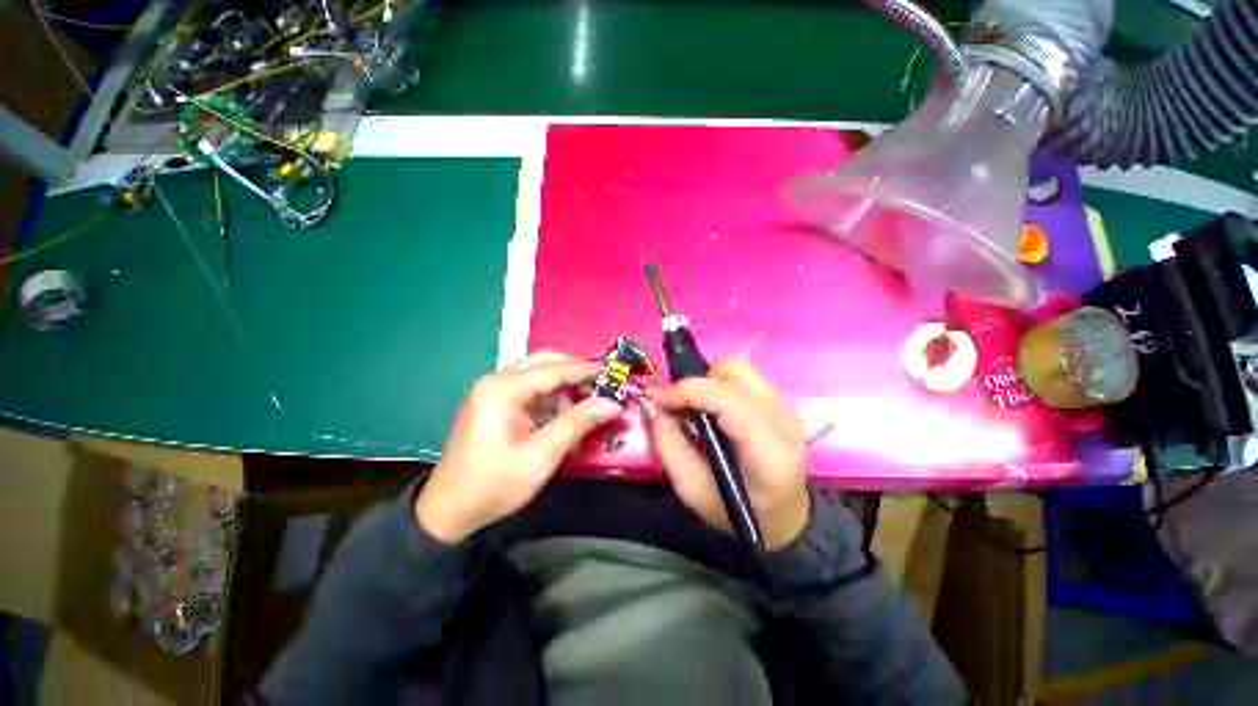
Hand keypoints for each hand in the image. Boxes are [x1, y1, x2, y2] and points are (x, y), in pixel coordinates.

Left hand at [415, 351, 621, 542]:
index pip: (554, 369)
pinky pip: (532, 393)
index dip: (586, 370)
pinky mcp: (496, 405)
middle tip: (601, 389)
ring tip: (584, 414)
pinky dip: (552, 403)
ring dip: (564, 391)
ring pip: (540, 378)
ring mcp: (495, 392)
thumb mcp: (542, 454)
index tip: (613, 373)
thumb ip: (578, 423)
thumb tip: (612, 403)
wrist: (449, 512)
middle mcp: (497, 382)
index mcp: (503, 389)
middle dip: (575, 375)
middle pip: (545, 364)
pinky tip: (564, 422)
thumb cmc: (495, 483)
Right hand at [647, 359, 810, 550]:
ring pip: (739, 368)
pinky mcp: (783, 402)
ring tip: (697, 406)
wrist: (784, 517)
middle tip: (677, 406)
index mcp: (767, 452)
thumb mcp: (690, 488)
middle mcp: (783, 420)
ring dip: (709, 381)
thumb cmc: (735, 511)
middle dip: (696, 384)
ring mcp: (787, 407)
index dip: (685, 391)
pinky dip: (721, 383)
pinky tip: (715, 408)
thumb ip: (667, 443)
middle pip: (733, 373)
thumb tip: (651, 403)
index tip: (655, 397)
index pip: (725, 400)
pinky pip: (745, 376)